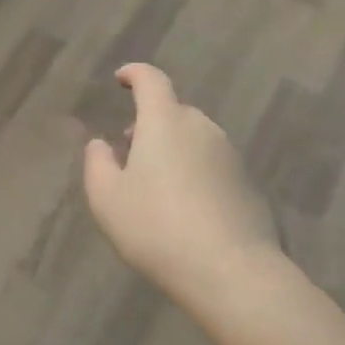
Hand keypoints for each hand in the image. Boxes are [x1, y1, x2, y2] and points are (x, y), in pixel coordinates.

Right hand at [83, 65, 280, 306]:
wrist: (229, 271)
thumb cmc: (156, 227)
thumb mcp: (106, 198)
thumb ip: (97, 163)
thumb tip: (100, 144)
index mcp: (165, 122)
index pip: (151, 80)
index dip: (134, 73)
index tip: (121, 78)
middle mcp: (201, 128)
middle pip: (173, 111)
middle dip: (149, 122)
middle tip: (129, 149)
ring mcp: (230, 155)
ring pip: (194, 138)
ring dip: (172, 148)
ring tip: (154, 183)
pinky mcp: (247, 183)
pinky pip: (212, 164)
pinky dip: (194, 171)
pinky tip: (183, 207)